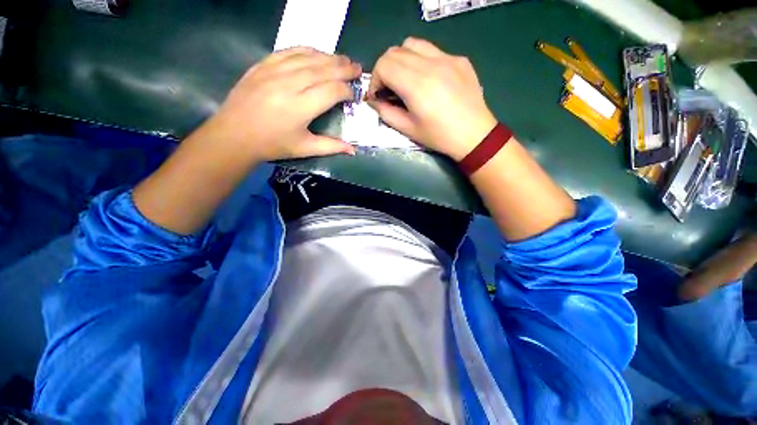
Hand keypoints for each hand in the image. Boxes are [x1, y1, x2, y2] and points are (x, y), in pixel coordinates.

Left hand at [202, 47, 360, 162]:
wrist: (234, 135)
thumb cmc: (272, 145)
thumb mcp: (305, 149)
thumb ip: (331, 147)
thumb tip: (353, 150)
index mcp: (300, 107)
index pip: (331, 91)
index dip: (346, 90)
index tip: (354, 94)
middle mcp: (289, 84)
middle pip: (323, 69)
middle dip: (343, 68)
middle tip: (357, 68)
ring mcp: (274, 71)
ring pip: (308, 57)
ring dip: (328, 57)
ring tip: (343, 59)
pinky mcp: (262, 65)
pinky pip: (289, 51)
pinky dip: (306, 50)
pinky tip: (317, 52)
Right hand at [367, 38, 496, 160]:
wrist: (474, 135)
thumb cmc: (439, 137)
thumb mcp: (409, 130)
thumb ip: (386, 113)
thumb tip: (374, 101)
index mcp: (416, 85)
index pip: (384, 65)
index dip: (375, 79)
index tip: (378, 95)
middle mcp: (431, 64)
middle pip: (394, 51)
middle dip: (385, 69)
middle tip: (389, 89)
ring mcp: (447, 58)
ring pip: (413, 44)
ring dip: (401, 60)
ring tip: (405, 79)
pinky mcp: (459, 59)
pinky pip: (432, 50)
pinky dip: (421, 61)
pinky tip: (428, 80)